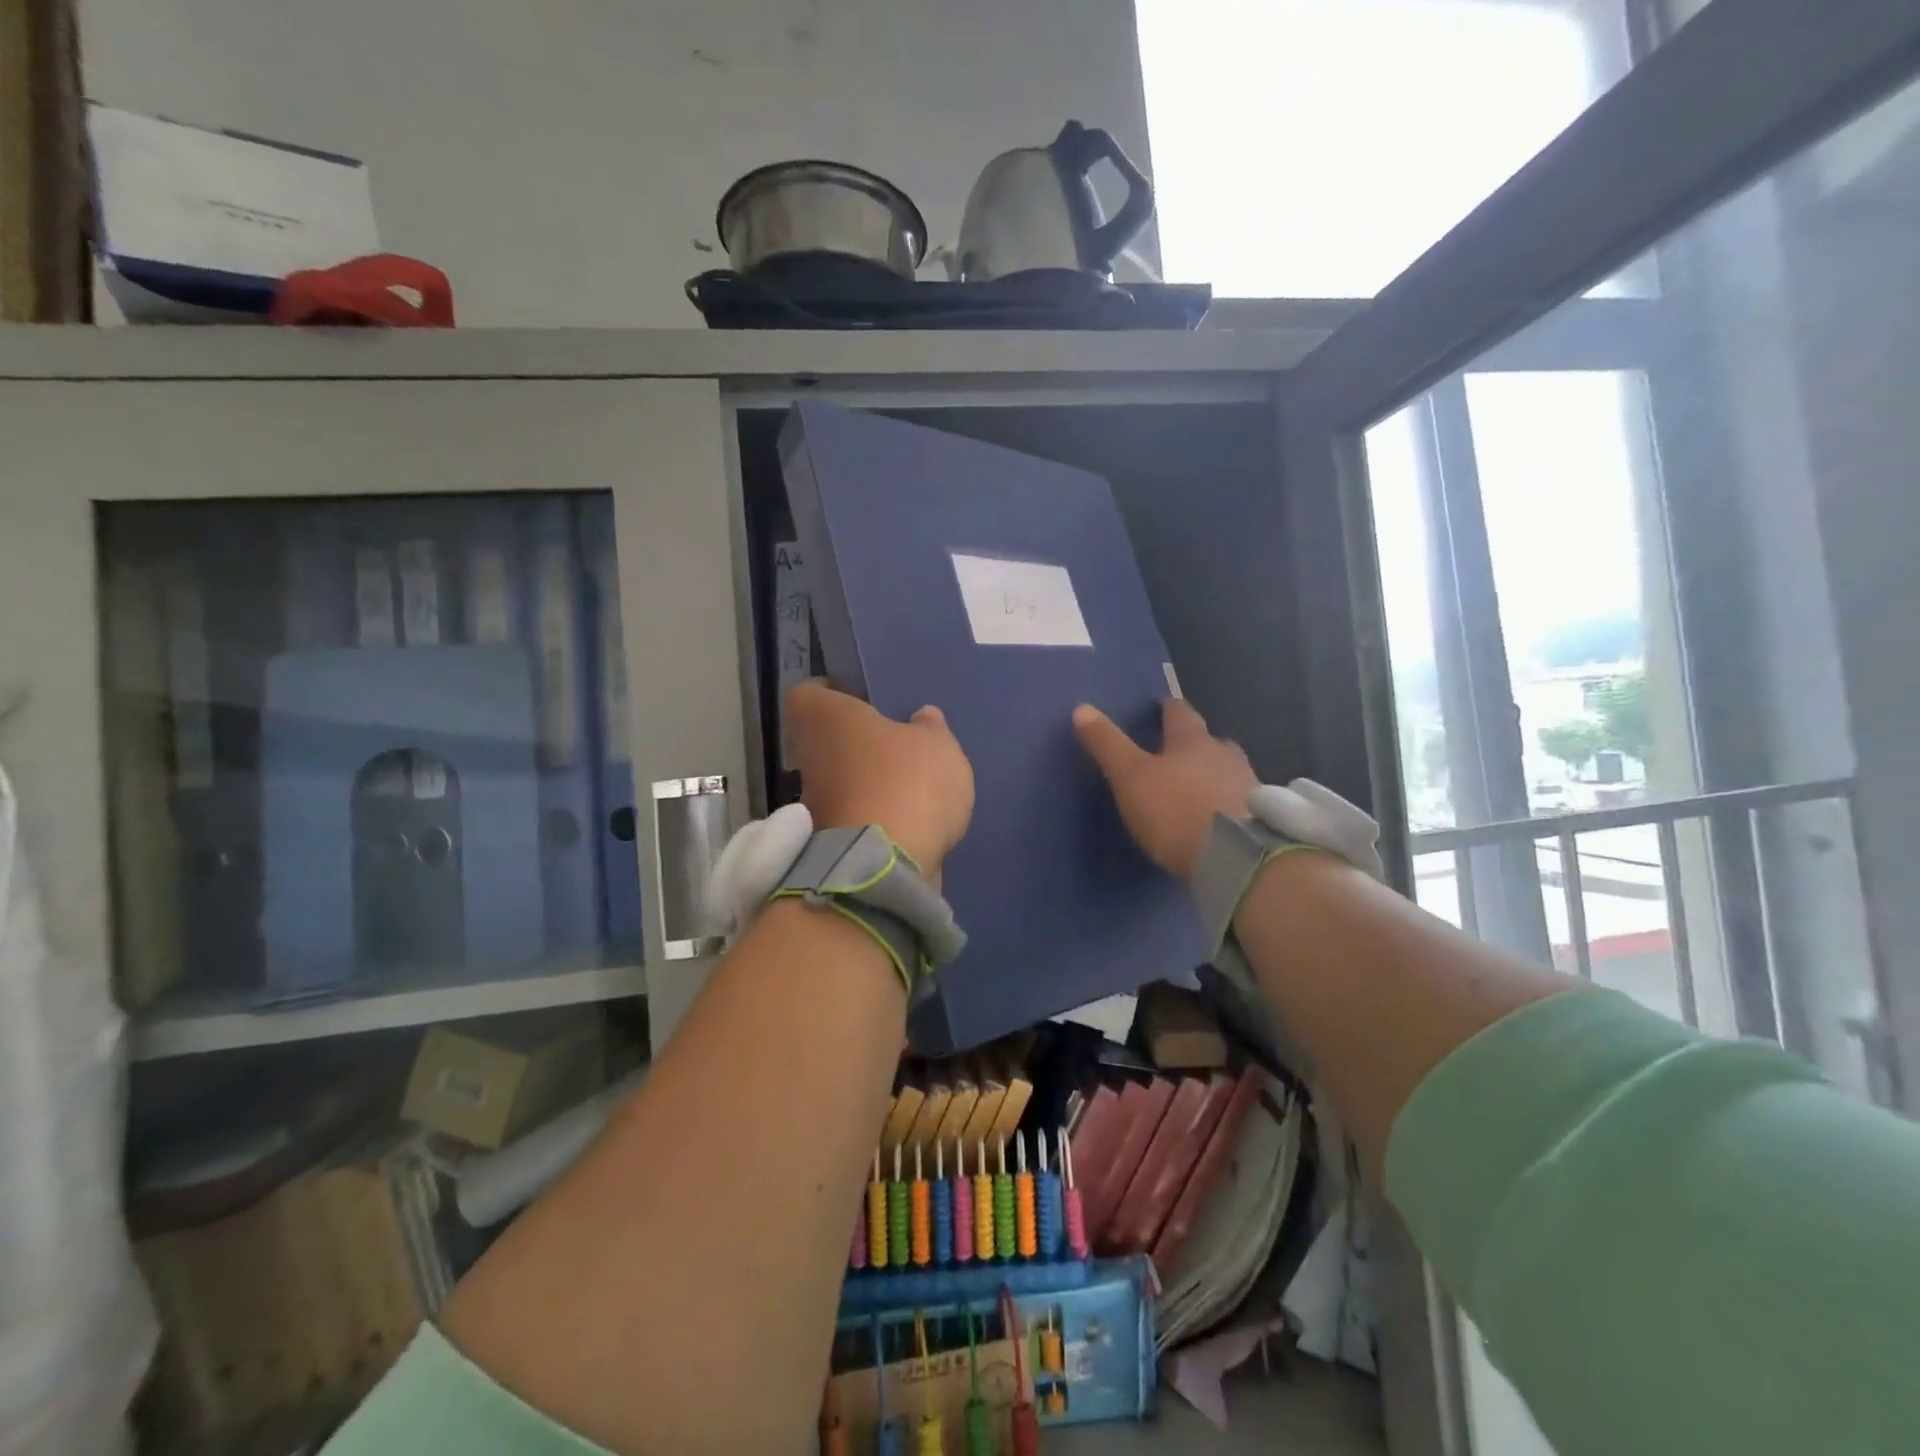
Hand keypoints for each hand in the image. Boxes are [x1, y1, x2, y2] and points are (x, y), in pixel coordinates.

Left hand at [787, 681, 973, 875]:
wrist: (884, 869)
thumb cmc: (907, 784)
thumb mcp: (937, 745)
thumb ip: (930, 729)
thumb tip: (921, 717)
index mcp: (826, 719)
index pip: (808, 693)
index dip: (831, 692)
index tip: (858, 698)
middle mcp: (808, 758)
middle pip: (823, 741)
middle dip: (853, 743)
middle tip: (892, 743)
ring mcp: (813, 806)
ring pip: (836, 782)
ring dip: (863, 784)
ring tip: (906, 786)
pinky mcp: (825, 846)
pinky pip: (850, 818)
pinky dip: (870, 818)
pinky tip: (905, 820)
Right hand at [1074, 699, 1255, 881]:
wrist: (1237, 859)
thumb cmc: (1175, 810)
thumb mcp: (1130, 777)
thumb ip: (1107, 744)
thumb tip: (1081, 709)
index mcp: (1192, 741)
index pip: (1180, 713)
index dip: (1169, 709)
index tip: (1163, 707)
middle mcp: (1225, 755)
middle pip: (1211, 741)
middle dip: (1196, 744)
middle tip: (1180, 752)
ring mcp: (1249, 785)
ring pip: (1229, 770)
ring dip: (1215, 774)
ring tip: (1199, 787)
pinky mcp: (1263, 819)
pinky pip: (1242, 801)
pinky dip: (1228, 803)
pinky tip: (1219, 818)